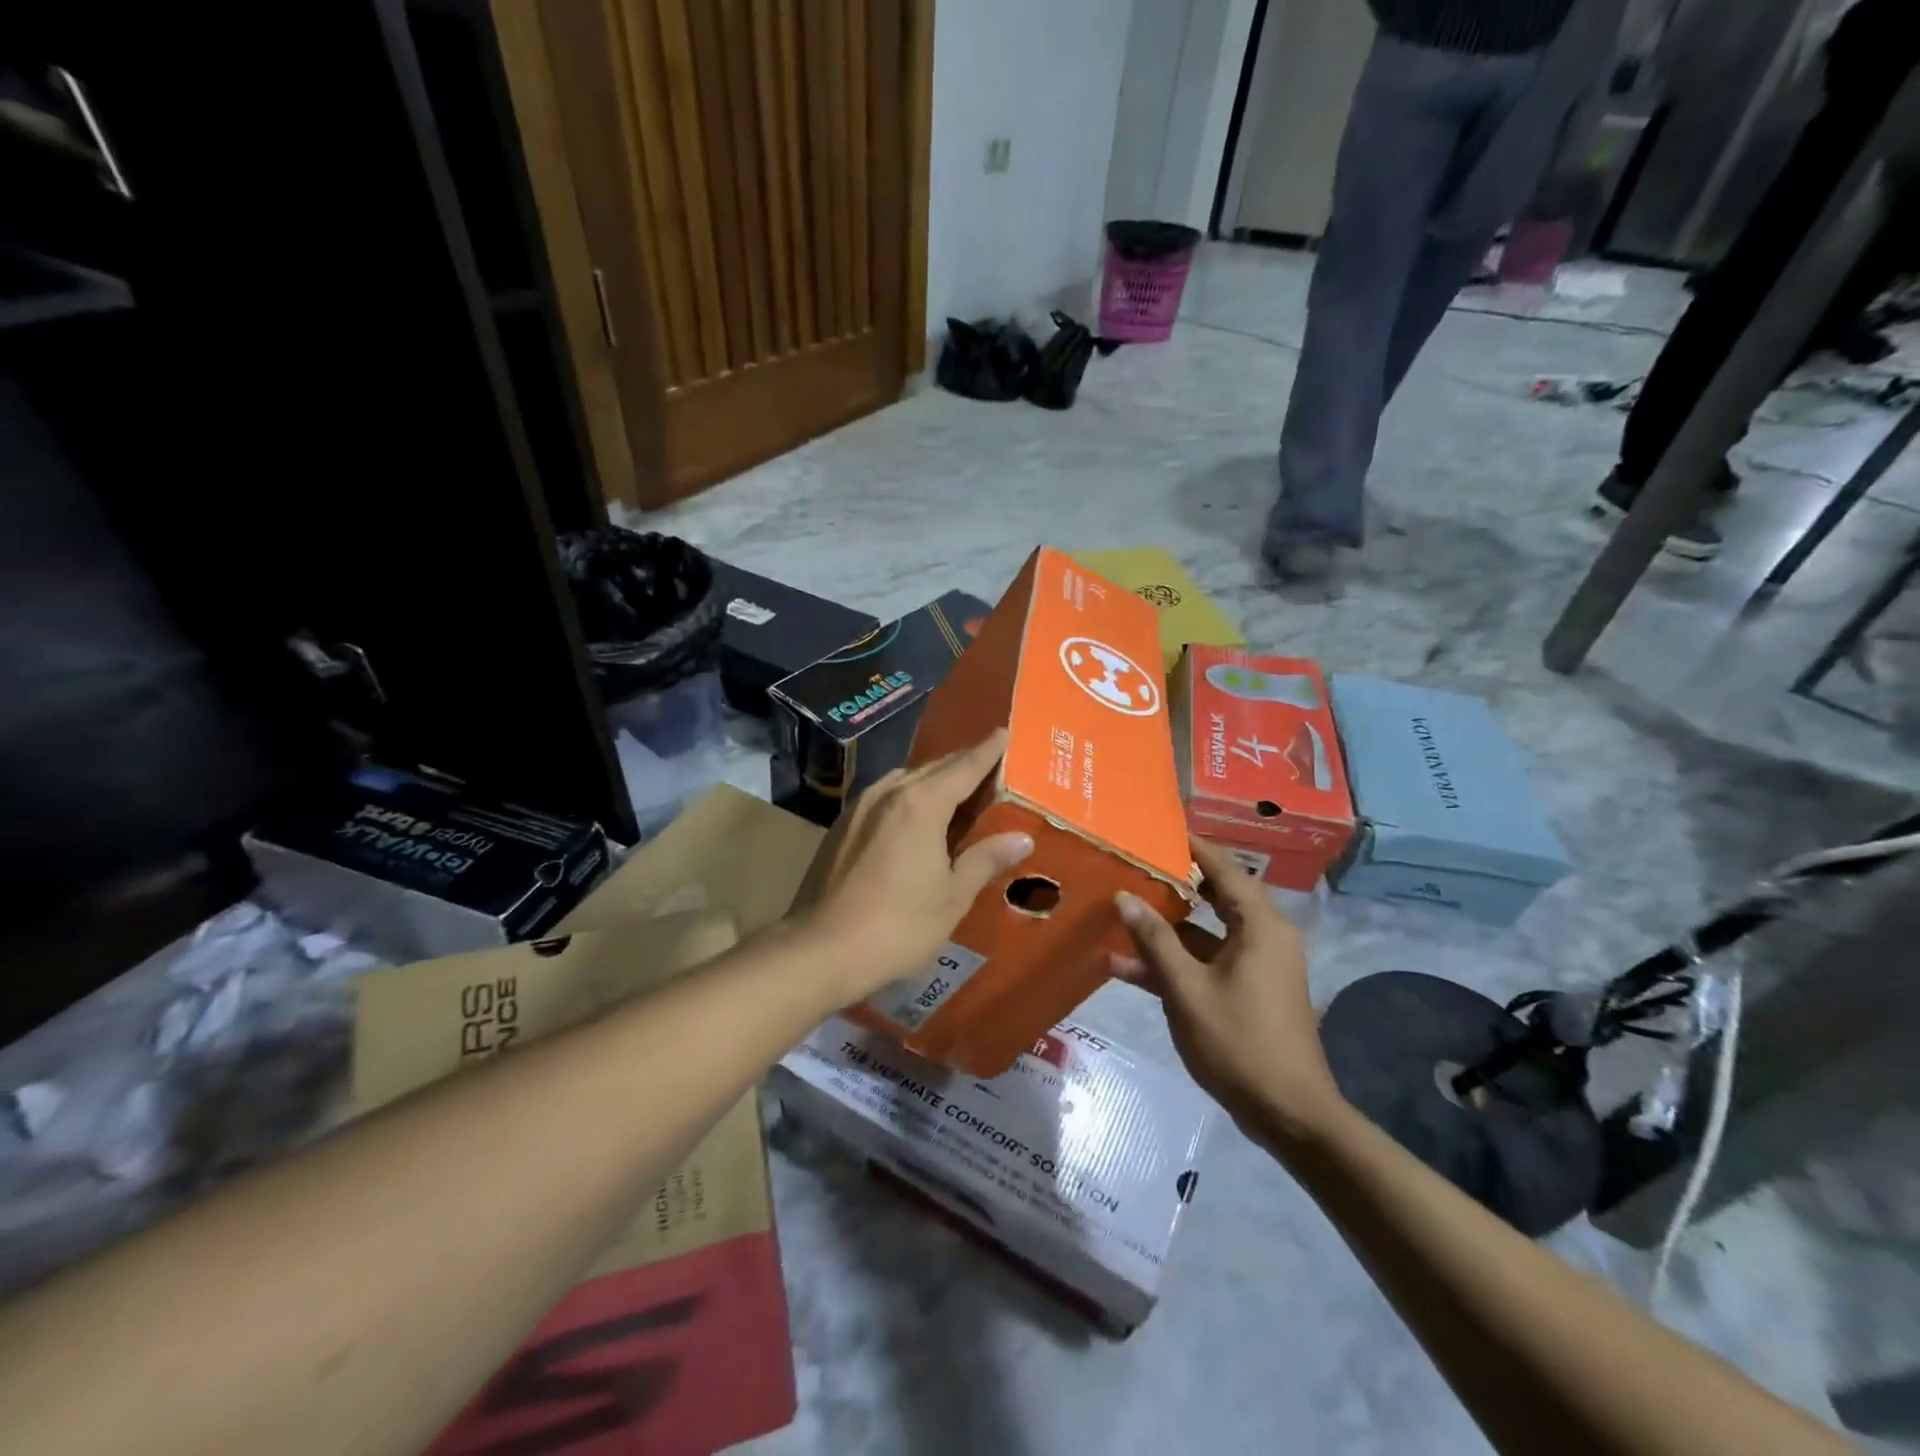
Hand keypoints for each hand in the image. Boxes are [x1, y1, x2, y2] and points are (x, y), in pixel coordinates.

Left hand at [792, 729, 1032, 1001]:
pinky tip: (915, 816)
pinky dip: (909, 795)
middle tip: (991, 765)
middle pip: (935, 767)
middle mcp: (889, 792)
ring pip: (906, 779)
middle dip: (964, 763)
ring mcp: (859, 806)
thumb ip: (986, 860)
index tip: (1005, 732)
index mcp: (921, 803)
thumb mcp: (952, 897)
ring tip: (957, 790)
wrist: (820, 949)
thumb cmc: (897, 925)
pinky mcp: (841, 825)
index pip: (965, 766)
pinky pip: (885, 796)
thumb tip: (1022, 838)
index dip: (988, 750)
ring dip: (934, 779)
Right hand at [1113, 838, 1345, 1145]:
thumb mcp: (1186, 988)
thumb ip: (1154, 940)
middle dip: (1172, 884)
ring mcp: (1256, 966)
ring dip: (1166, 930)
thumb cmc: (1239, 1041)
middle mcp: (1264, 936)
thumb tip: (1123, 896)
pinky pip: (1208, 962)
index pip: (1223, 869)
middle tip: (1132, 866)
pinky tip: (1127, 967)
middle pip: (1214, 896)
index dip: (1191, 847)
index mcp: (1259, 925)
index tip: (1158, 830)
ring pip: (1206, 933)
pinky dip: (1176, 962)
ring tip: (1119, 914)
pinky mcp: (1248, 991)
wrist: (1290, 1114)